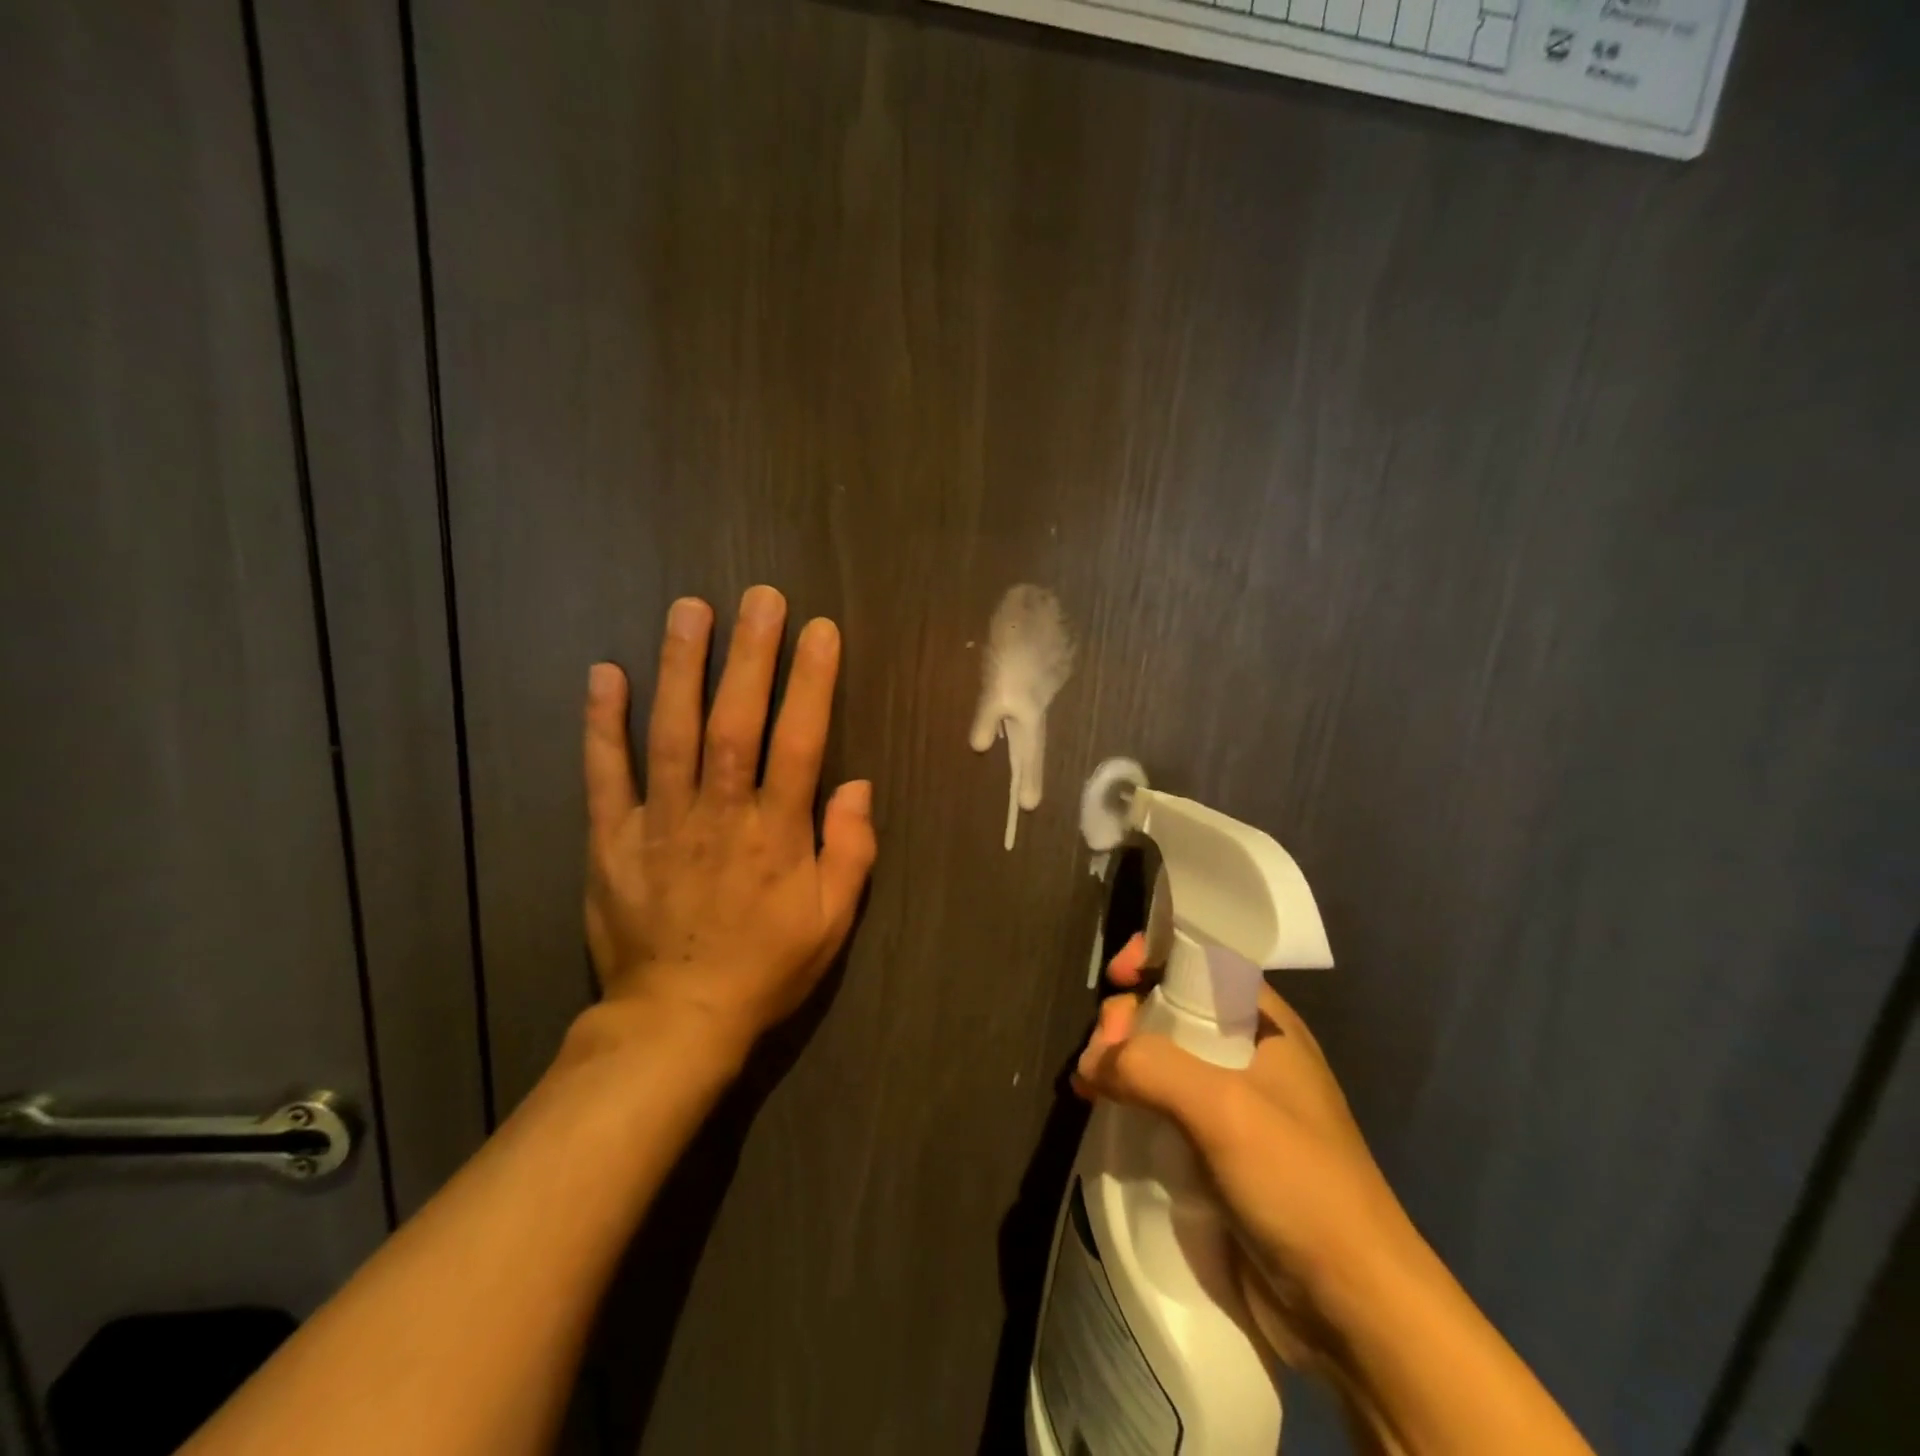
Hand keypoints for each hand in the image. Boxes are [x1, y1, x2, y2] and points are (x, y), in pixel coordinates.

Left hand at [581, 586, 876, 1060]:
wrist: (677, 1021)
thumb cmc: (766, 968)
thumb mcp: (833, 921)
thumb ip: (852, 850)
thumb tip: (858, 783)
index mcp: (777, 835)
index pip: (799, 743)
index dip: (811, 683)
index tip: (820, 630)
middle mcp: (719, 816)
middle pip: (735, 723)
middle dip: (750, 656)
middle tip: (760, 597)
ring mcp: (660, 824)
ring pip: (671, 734)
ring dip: (681, 668)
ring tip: (689, 610)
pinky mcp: (612, 840)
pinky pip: (605, 775)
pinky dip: (603, 724)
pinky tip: (605, 673)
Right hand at [1074, 935, 1412, 1378]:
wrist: (1352, 1312)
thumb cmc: (1299, 1184)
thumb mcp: (1225, 1108)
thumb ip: (1152, 1066)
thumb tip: (1091, 1061)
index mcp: (1265, 1026)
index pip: (1204, 962)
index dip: (1158, 955)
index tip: (1116, 975)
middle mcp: (1247, 1056)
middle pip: (1171, 1008)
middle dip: (1128, 1016)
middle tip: (1101, 1052)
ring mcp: (1229, 1107)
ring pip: (1160, 1058)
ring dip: (1120, 1060)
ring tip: (1089, 1083)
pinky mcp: (1212, 1153)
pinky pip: (1159, 1106)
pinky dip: (1126, 1100)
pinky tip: (1097, 1108)